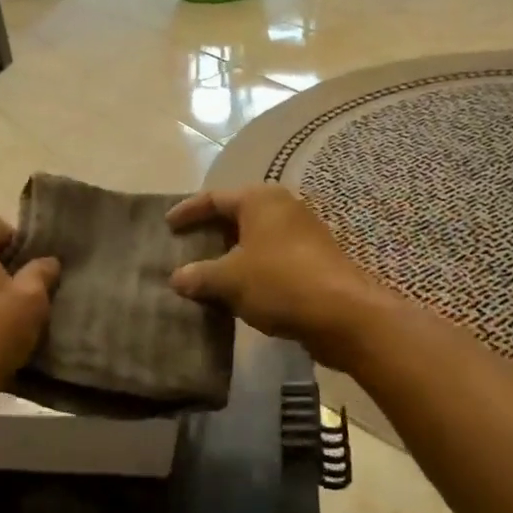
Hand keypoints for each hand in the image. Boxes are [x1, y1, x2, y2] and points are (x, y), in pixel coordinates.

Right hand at [167, 185, 388, 365]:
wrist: (344, 314)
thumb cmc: (280, 282)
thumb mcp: (230, 279)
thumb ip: (200, 275)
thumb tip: (177, 278)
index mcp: (260, 200)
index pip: (214, 198)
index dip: (188, 211)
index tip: (167, 225)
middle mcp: (283, 207)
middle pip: (237, 215)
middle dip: (210, 232)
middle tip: (185, 247)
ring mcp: (303, 233)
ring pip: (256, 238)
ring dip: (231, 253)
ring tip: (207, 271)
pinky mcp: (314, 259)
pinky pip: (272, 257)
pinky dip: (251, 268)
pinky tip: (238, 289)